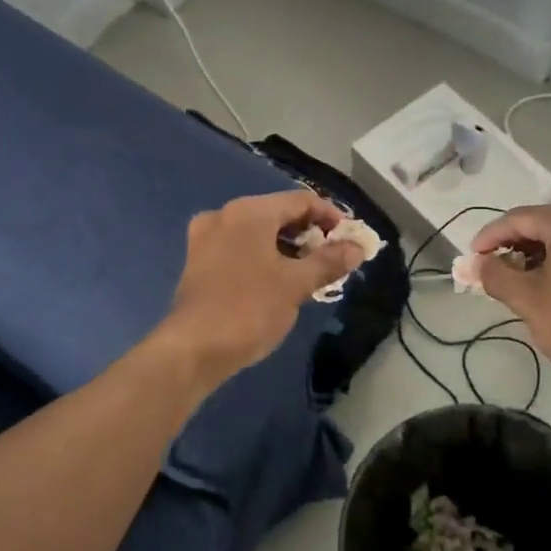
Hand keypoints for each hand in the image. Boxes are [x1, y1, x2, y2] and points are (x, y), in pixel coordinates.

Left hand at [159, 191, 361, 386]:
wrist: (193, 349)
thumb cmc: (249, 308)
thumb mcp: (297, 284)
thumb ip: (329, 261)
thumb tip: (356, 248)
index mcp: (250, 212)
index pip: (301, 201)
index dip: (331, 217)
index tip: (350, 240)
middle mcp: (225, 215)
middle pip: (278, 213)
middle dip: (309, 234)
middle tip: (333, 257)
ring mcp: (206, 238)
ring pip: (258, 232)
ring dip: (287, 247)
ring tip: (310, 272)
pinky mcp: (198, 262)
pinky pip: (240, 248)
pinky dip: (264, 257)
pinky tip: (278, 281)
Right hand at [469, 205, 550, 396]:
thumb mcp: (528, 300)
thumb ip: (495, 274)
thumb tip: (473, 263)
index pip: (520, 217)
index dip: (491, 236)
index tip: (471, 258)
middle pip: (545, 222)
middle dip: (514, 243)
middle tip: (490, 268)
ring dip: (537, 251)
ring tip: (515, 277)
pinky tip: (547, 279)